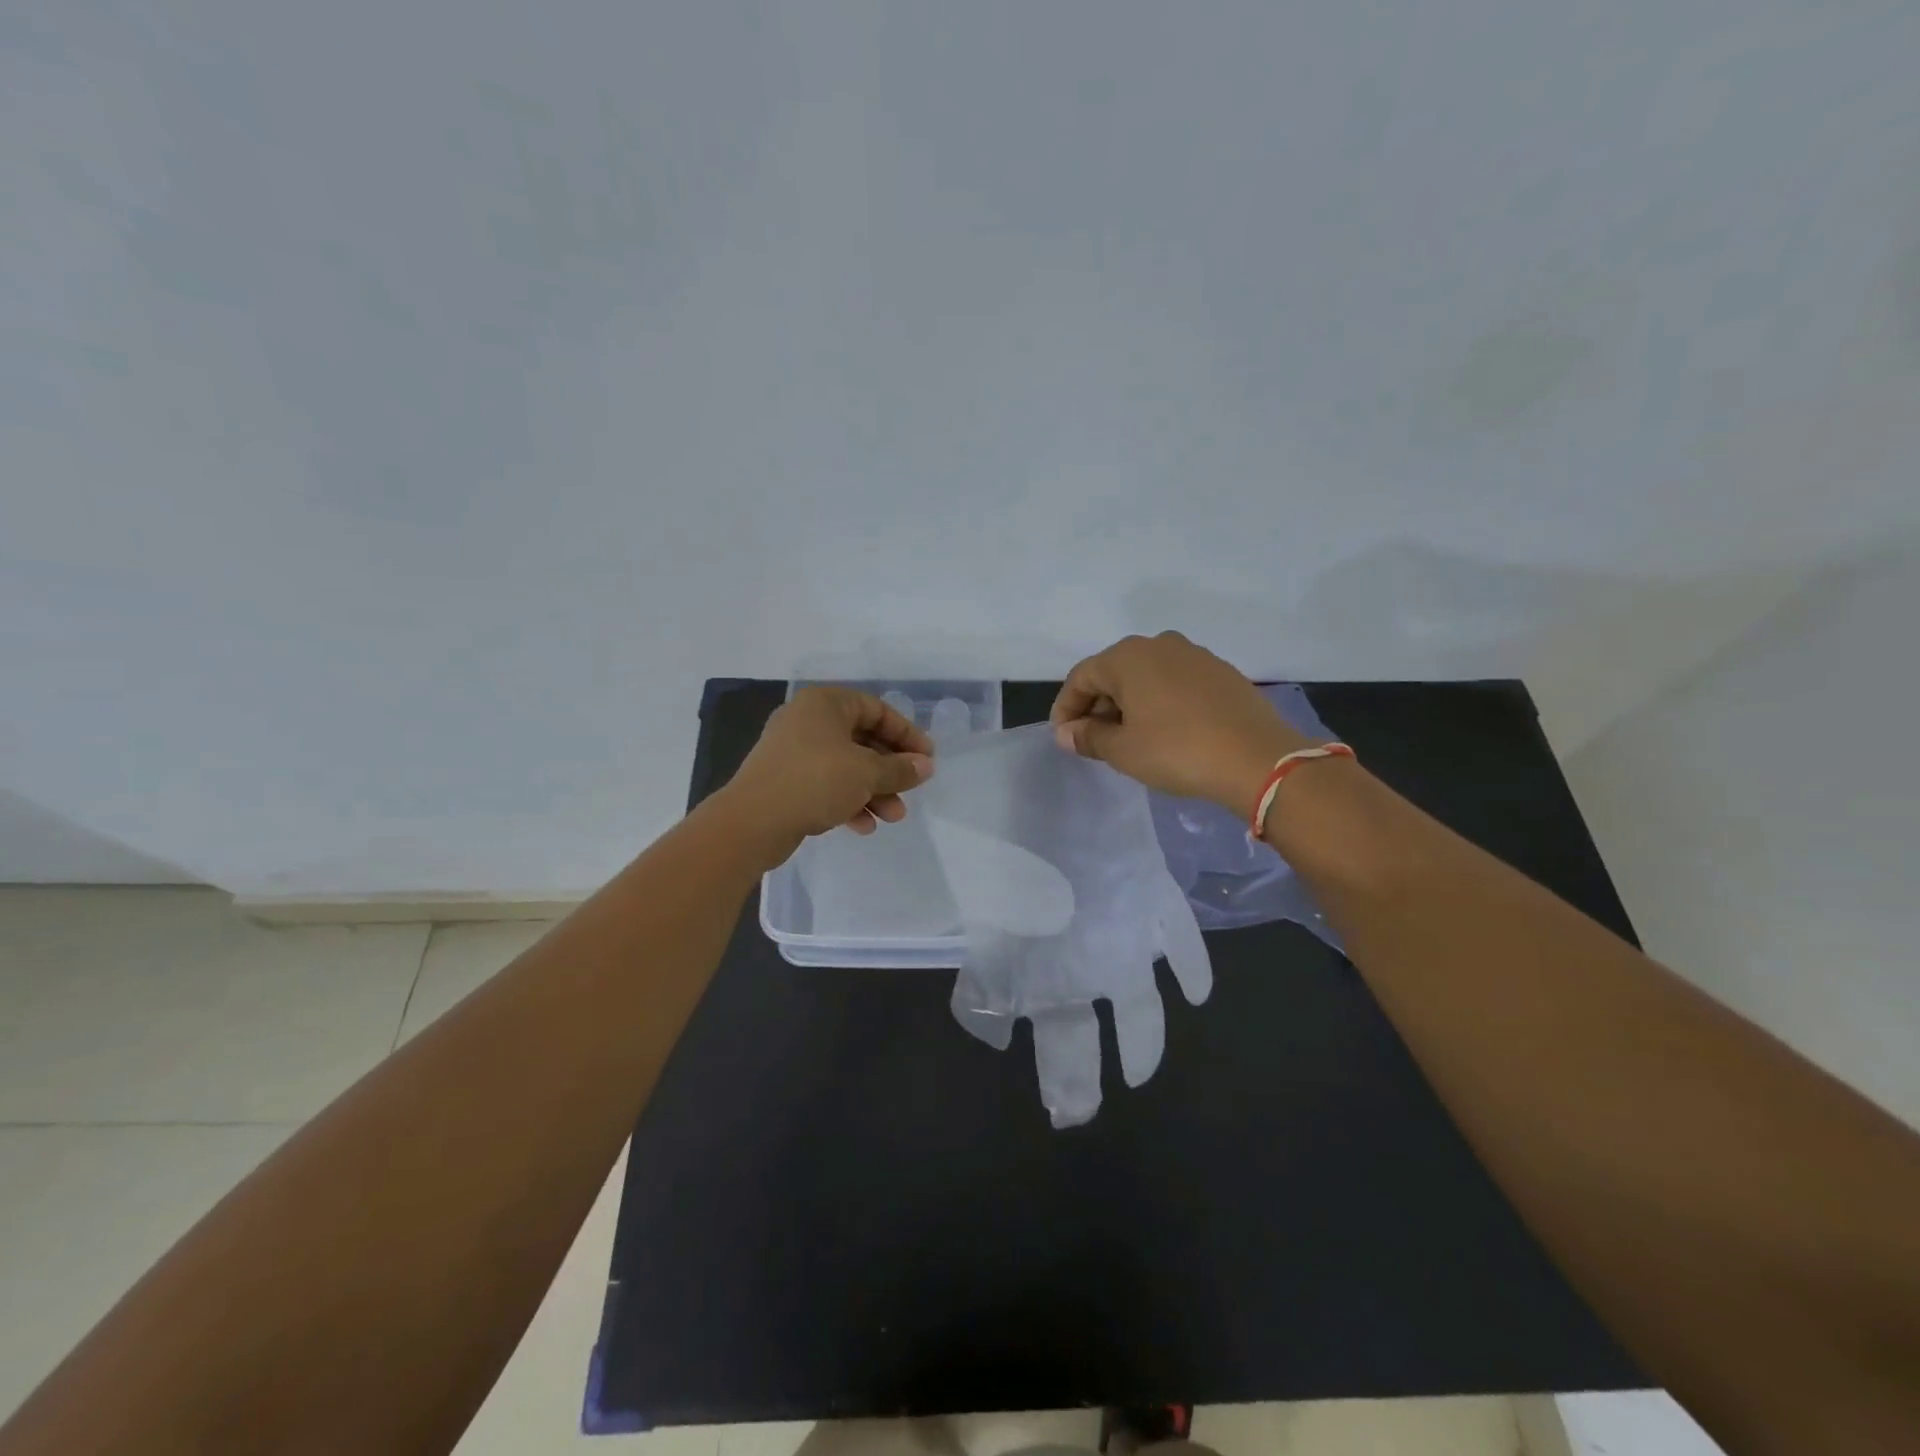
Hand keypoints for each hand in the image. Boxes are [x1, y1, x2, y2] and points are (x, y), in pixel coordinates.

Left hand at [723, 686, 934, 864]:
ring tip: (892, 817)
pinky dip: (847, 801)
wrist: (752, 821)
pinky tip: (863, 826)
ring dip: (873, 791)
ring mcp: (793, 751)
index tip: (927, 759)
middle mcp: (807, 721)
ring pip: (845, 766)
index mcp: (825, 704)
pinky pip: (825, 785)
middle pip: (862, 740)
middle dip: (890, 770)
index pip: (877, 710)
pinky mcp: (785, 781)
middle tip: (911, 791)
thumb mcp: (866, 773)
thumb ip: (900, 768)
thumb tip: (926, 766)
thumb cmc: (815, 781)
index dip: (906, 734)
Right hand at [1050, 632, 1313, 818]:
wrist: (1257, 758)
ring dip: (1129, 704)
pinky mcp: (1221, 672)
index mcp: (1128, 656)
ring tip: (1128, 738)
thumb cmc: (1177, 751)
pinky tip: (1164, 731)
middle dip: (1097, 705)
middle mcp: (1159, 645)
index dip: (1066, 708)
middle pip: (1113, 672)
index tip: (1064, 738)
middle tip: (1094, 740)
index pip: (1081, 677)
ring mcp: (1194, 655)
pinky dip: (1159, 702)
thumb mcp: (1123, 750)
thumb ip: (1088, 737)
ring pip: (1146, 676)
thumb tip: (1067, 733)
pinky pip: (1174, 682)